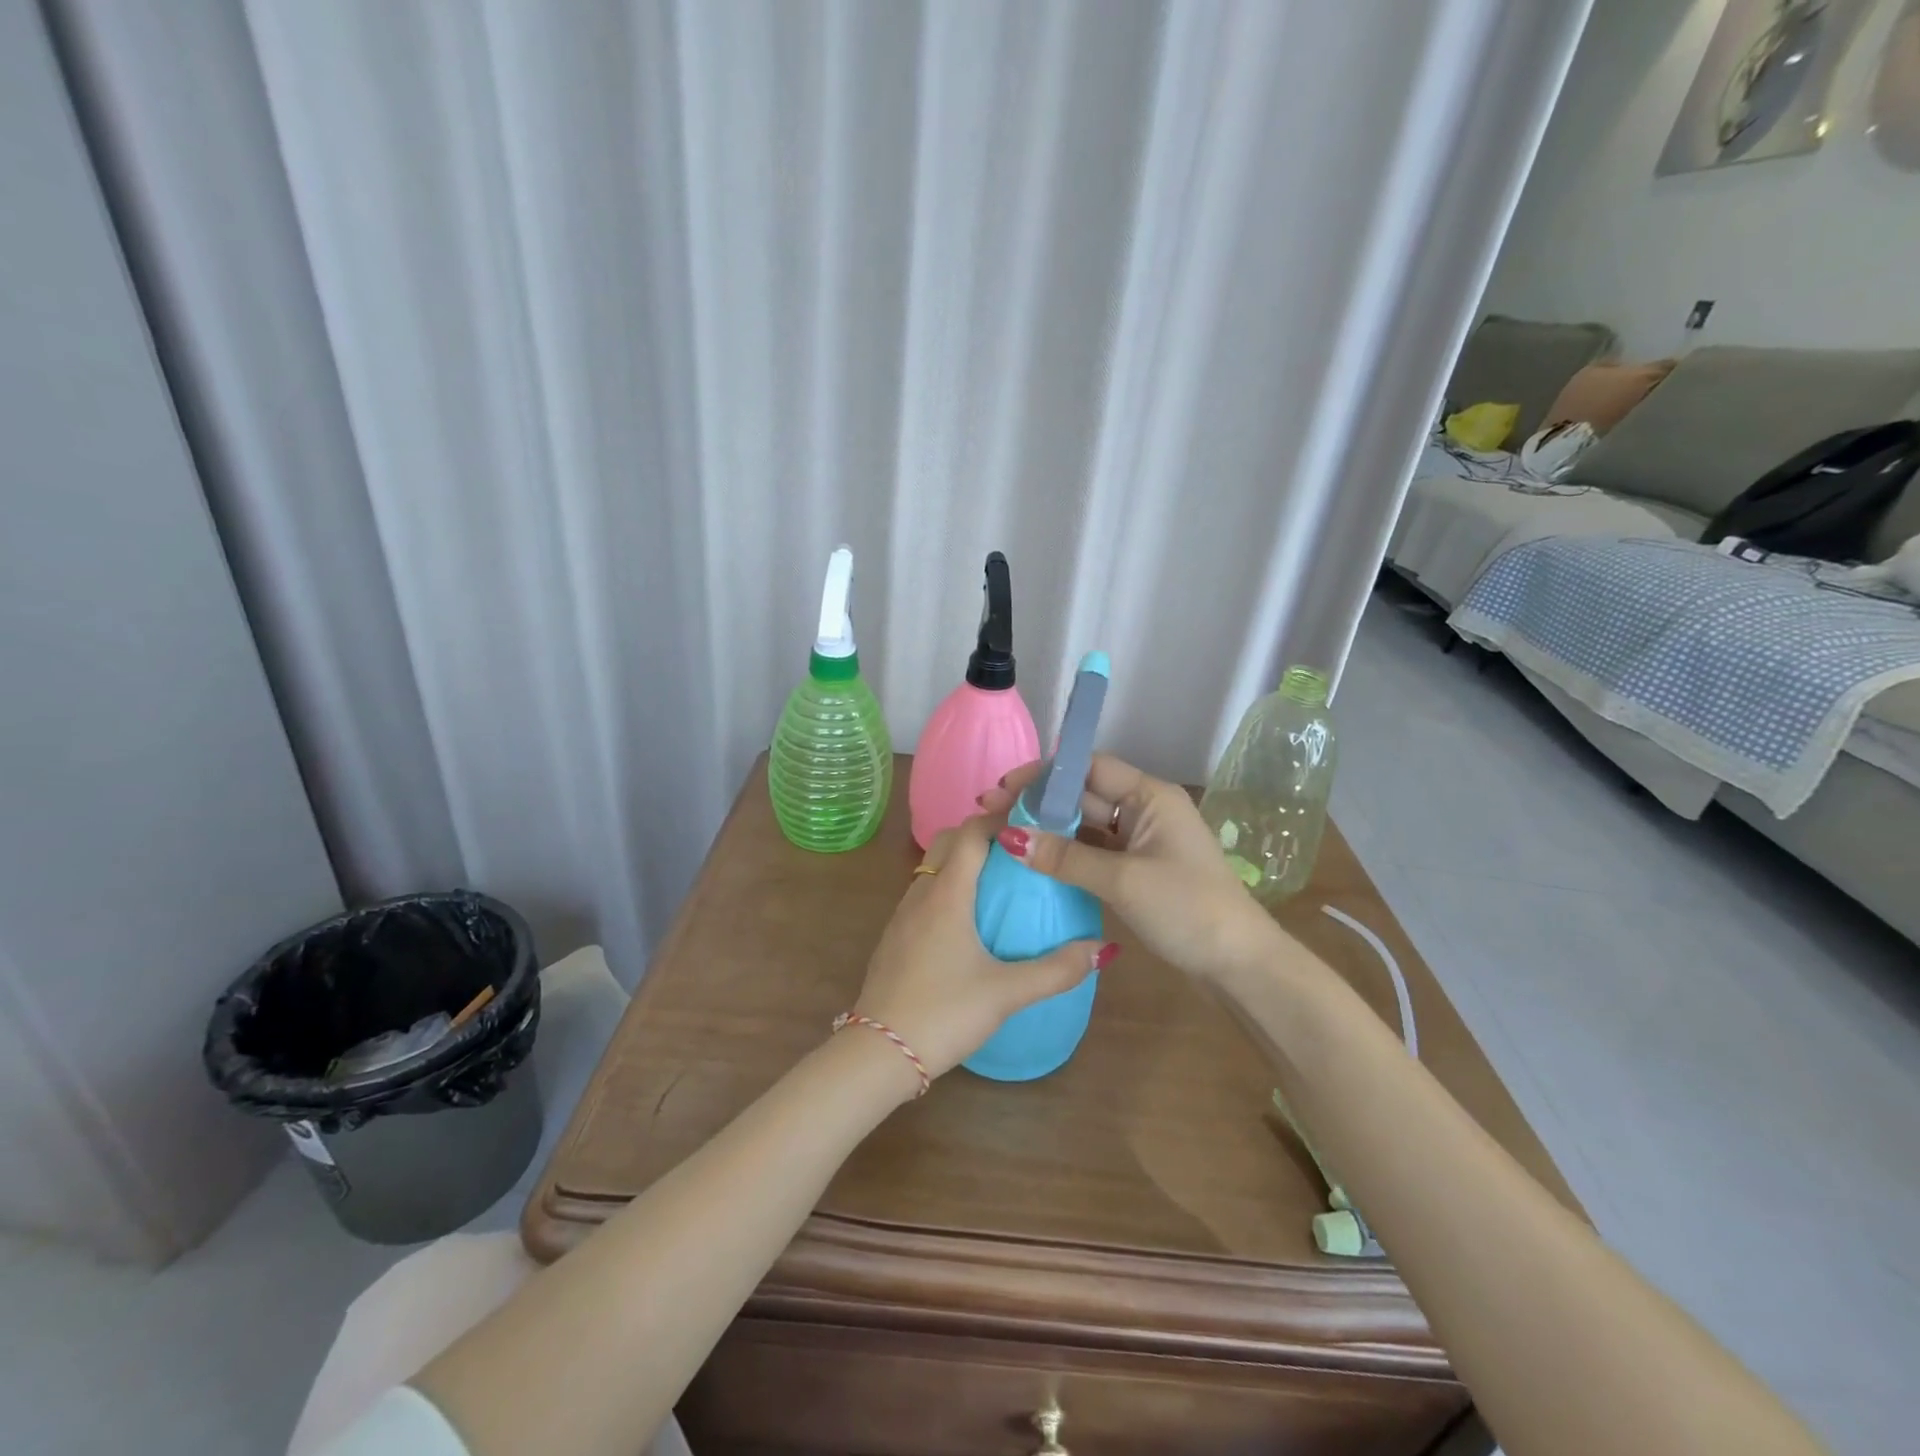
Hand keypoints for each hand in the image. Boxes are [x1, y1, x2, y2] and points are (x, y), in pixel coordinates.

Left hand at [852, 814, 1116, 1082]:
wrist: (879, 1052)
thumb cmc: (944, 1012)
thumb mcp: (1007, 993)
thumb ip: (1056, 970)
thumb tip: (1102, 948)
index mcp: (947, 894)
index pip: (971, 832)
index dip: (999, 819)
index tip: (1032, 823)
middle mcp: (920, 894)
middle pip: (947, 841)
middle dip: (980, 834)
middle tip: (1018, 850)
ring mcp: (902, 915)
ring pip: (931, 867)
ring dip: (961, 861)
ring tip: (999, 881)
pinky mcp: (894, 938)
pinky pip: (923, 894)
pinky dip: (946, 888)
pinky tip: (968, 922)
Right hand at [980, 754, 1283, 985]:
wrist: (1239, 965)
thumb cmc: (1187, 909)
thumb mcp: (1123, 881)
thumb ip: (1065, 858)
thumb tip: (1010, 839)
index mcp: (1150, 796)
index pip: (1088, 768)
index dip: (1044, 775)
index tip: (1003, 789)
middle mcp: (1144, 810)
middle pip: (1082, 795)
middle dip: (1038, 802)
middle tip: (989, 813)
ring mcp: (1141, 841)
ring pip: (1085, 825)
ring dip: (1048, 829)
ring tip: (1002, 834)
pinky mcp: (1137, 870)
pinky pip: (1093, 852)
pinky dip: (1065, 854)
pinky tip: (1033, 860)